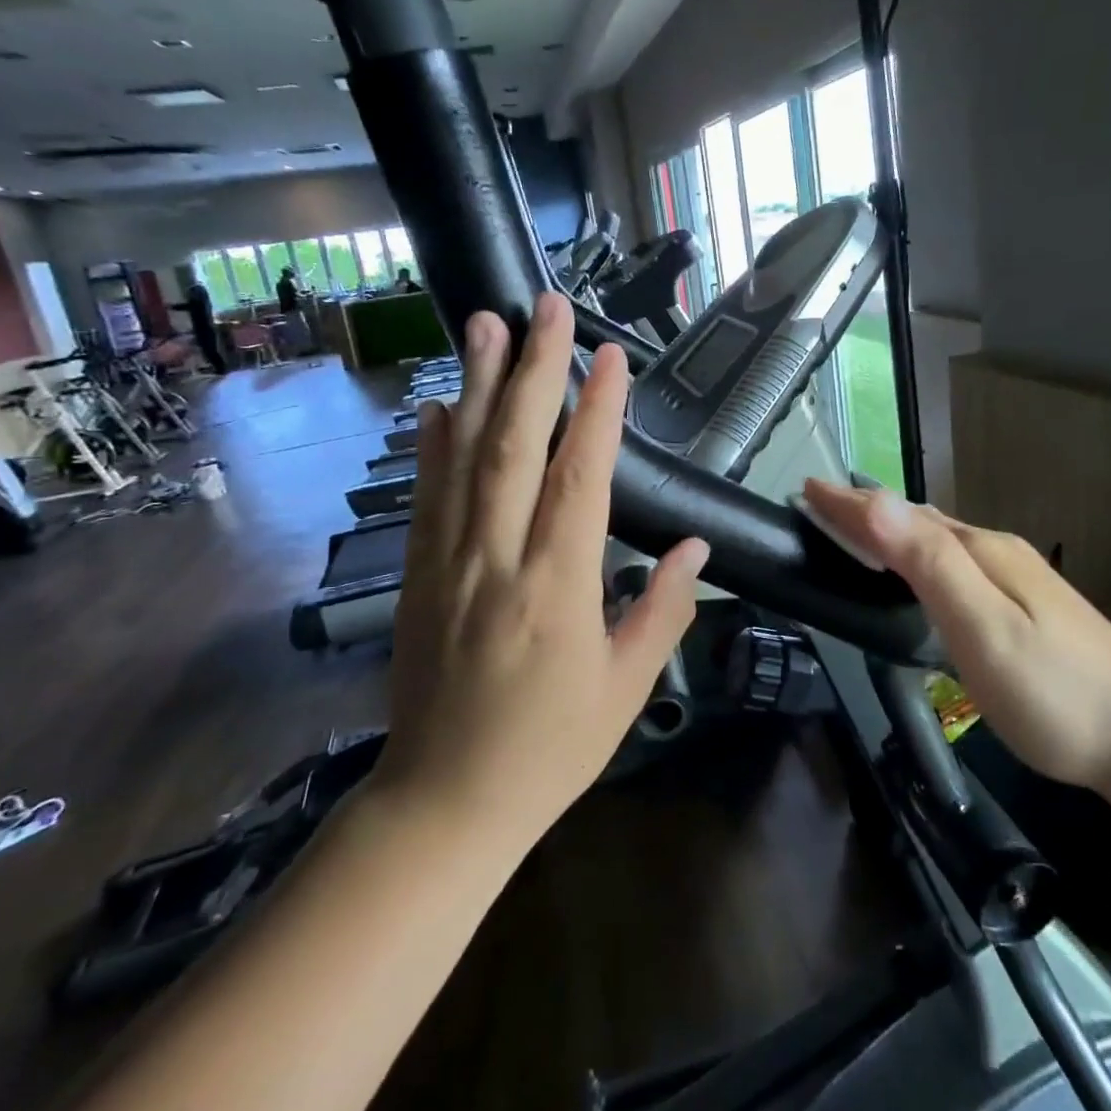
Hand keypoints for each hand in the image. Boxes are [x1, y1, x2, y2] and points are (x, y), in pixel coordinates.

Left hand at [376, 293, 708, 834]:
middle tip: (544, 307)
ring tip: (486, 324)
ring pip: (463, 459)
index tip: (612, 356)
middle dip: (534, 370)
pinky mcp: (415, 577)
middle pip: (514, 449)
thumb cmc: (549, 750)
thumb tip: (695, 549)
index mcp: (558, 589)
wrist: (443, 803)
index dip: (598, 411)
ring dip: (478, 386)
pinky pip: (426, 498)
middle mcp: (497, 562)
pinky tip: (442, 403)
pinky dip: (434, 444)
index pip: (581, 479)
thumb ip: (662, 610)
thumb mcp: (627, 689)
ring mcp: (447, 564)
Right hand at [801, 481, 1110, 792]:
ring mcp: (1017, 580)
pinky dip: (918, 557)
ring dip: (892, 531)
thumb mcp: (983, 628)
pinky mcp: (1026, 607)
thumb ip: (929, 564)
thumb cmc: (1056, 692)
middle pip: (919, 522)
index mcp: (981, 553)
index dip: (850, 504)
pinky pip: (954, 564)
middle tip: (820, 509)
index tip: (806, 490)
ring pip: (939, 542)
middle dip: (866, 511)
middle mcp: (997, 553)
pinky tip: (918, 575)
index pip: (900, 516)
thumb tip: (876, 500)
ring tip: (856, 531)